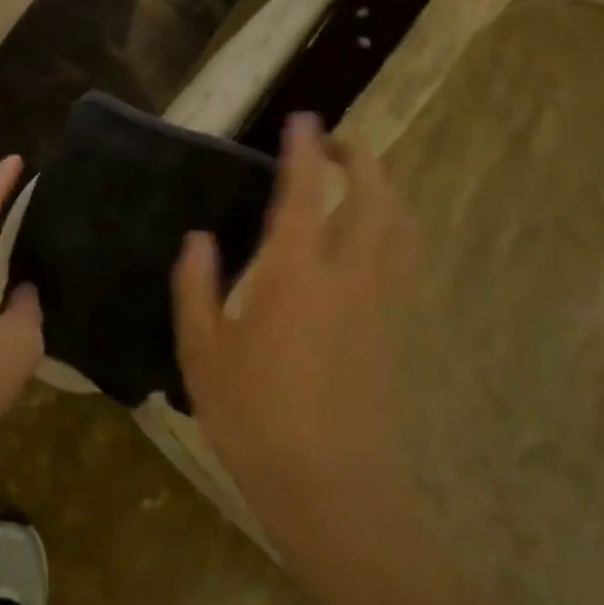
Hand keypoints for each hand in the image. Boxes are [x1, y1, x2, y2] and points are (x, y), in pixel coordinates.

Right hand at [172, 113, 412, 527]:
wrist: (328, 484)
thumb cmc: (253, 417)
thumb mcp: (203, 352)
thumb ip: (197, 287)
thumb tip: (199, 238)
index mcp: (295, 273)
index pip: (305, 192)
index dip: (304, 150)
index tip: (301, 120)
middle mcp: (348, 274)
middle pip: (373, 195)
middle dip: (358, 158)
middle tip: (330, 145)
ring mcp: (381, 300)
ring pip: (401, 224)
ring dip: (384, 189)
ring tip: (357, 182)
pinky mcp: (396, 327)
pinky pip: (406, 258)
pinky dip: (395, 228)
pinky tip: (374, 239)